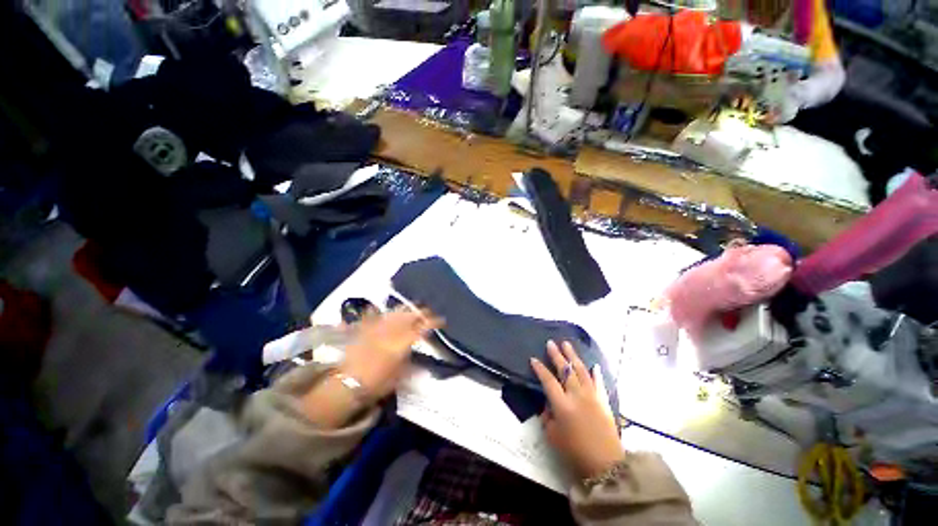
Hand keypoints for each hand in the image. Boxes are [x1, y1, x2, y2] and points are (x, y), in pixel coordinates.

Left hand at [301, 307, 441, 428]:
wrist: (347, 385)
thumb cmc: (377, 384)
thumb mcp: (400, 376)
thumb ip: (410, 361)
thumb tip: (418, 356)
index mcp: (402, 342)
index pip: (422, 327)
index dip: (433, 322)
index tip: (441, 321)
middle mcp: (391, 330)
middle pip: (409, 315)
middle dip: (421, 312)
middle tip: (428, 312)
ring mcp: (376, 328)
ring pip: (393, 312)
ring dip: (404, 309)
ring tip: (410, 308)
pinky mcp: (364, 329)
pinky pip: (371, 316)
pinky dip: (376, 312)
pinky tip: (378, 309)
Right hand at [531, 341, 624, 479]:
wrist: (606, 464)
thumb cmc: (575, 451)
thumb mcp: (553, 435)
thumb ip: (547, 416)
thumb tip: (548, 404)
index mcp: (562, 405)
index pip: (548, 381)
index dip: (540, 369)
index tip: (534, 359)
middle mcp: (577, 395)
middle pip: (565, 370)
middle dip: (556, 355)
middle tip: (551, 343)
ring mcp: (592, 396)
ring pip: (581, 371)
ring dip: (573, 356)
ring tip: (567, 344)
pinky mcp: (603, 401)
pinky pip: (598, 382)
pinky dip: (595, 373)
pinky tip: (593, 365)